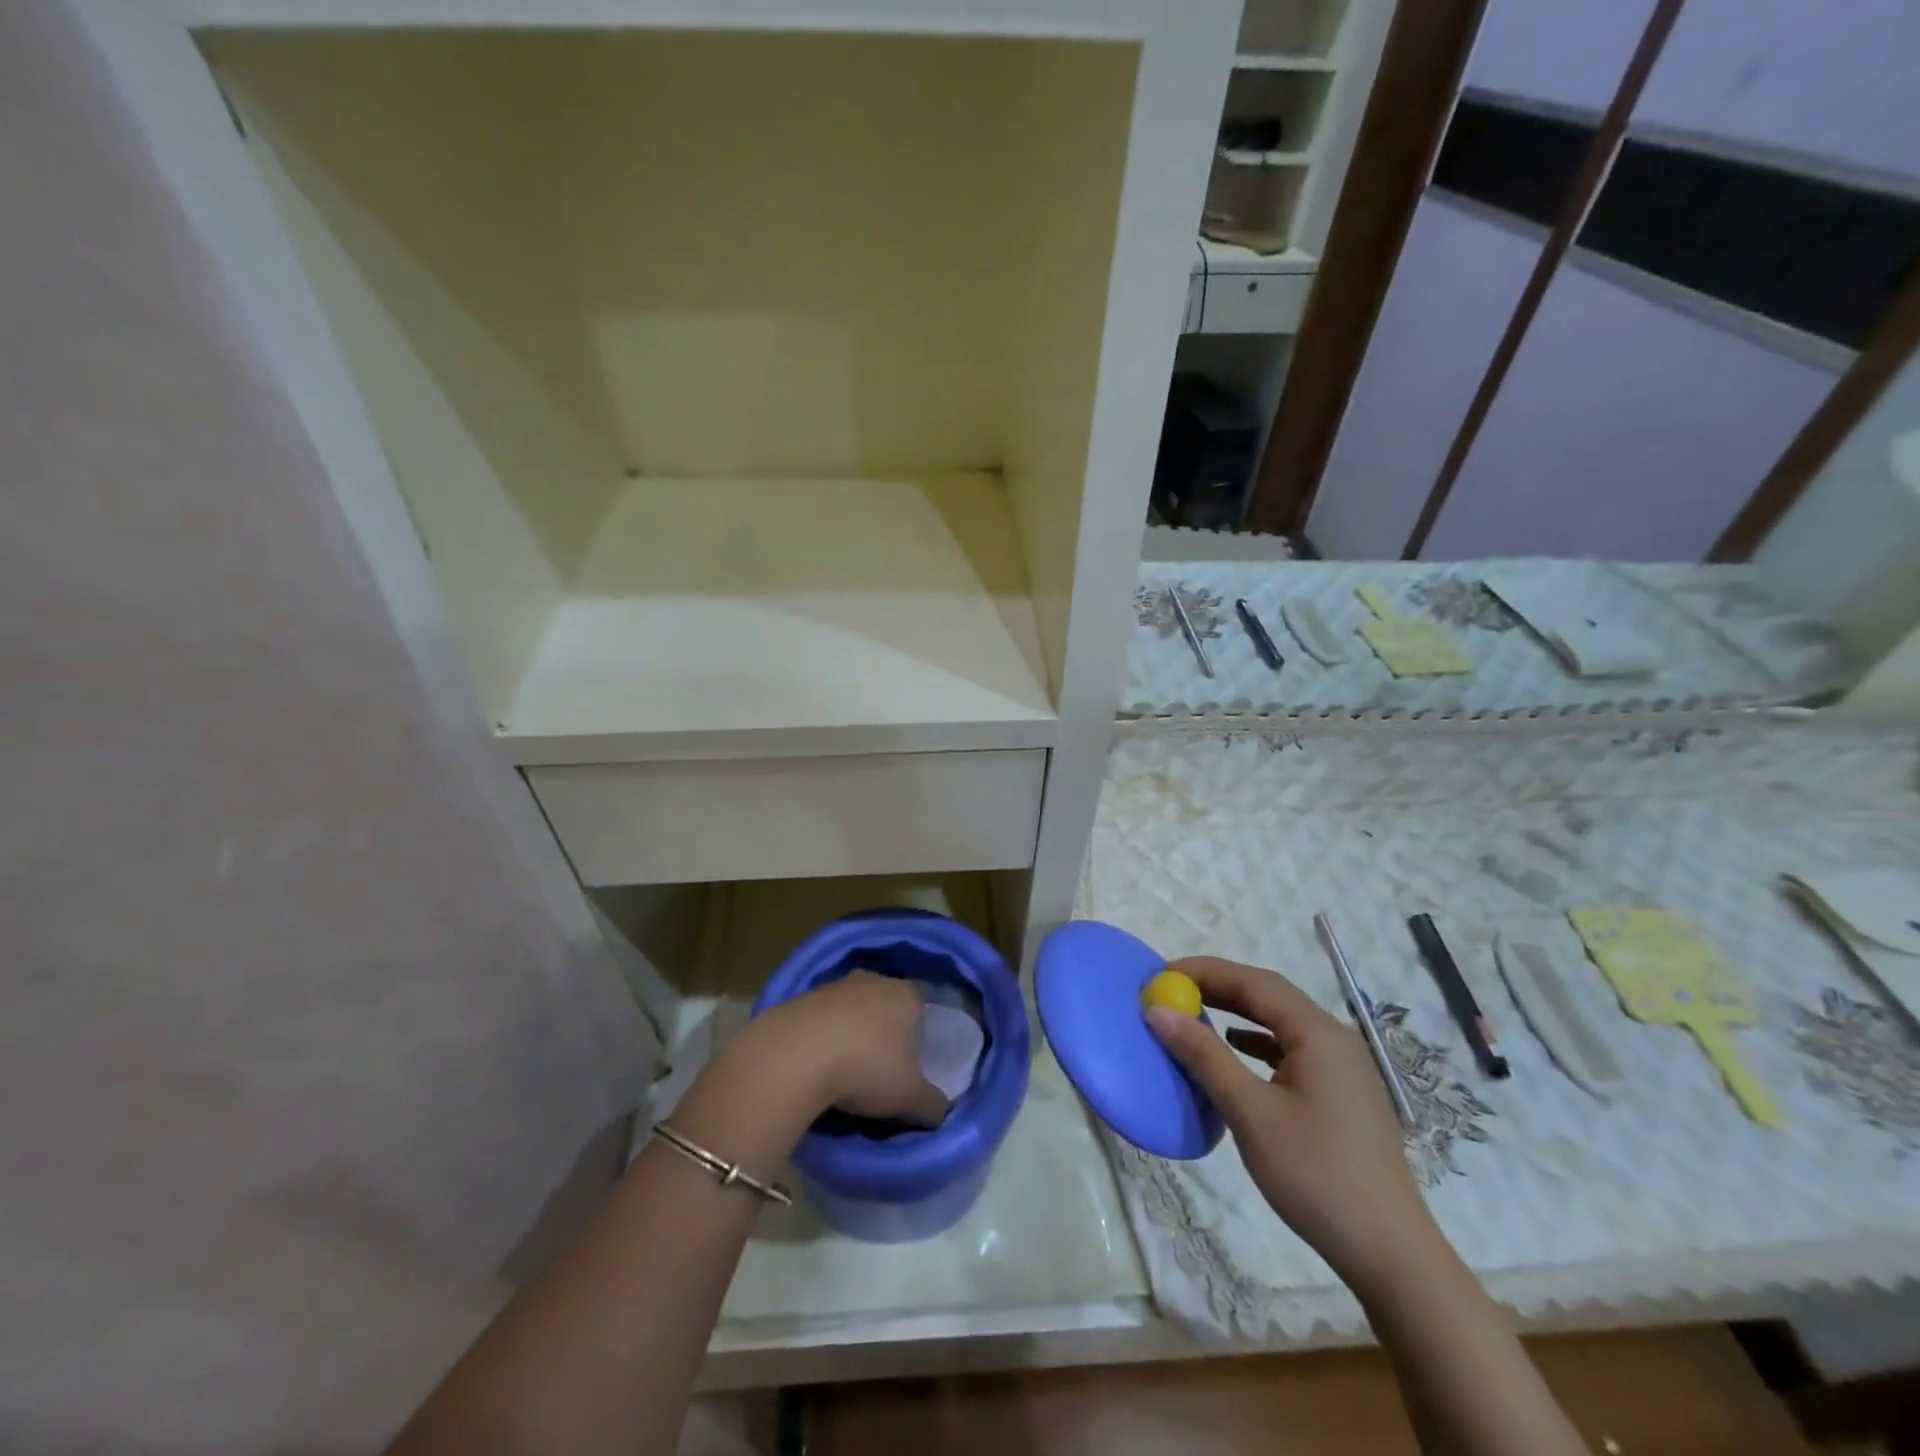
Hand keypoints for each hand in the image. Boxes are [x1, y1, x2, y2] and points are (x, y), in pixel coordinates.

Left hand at [747, 971, 949, 1127]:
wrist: (795, 1055)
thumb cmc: (867, 1068)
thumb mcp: (911, 1098)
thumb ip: (934, 1105)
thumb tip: (940, 1110)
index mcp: (908, 995)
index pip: (922, 1011)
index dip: (919, 1039)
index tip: (911, 1069)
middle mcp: (875, 980)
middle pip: (886, 1008)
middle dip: (884, 1035)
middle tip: (879, 1073)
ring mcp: (836, 985)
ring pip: (852, 1012)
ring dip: (850, 1036)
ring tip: (843, 1075)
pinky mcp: (801, 997)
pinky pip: (821, 1020)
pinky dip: (822, 1040)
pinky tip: (815, 1068)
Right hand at [1145, 956, 1442, 1292]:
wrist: (1389, 1254)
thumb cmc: (1315, 1175)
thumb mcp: (1250, 1112)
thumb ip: (1204, 1055)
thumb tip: (1159, 1011)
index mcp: (1318, 1033)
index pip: (1254, 982)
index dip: (1205, 971)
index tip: (1161, 974)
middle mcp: (1335, 1039)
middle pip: (1270, 996)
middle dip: (1219, 987)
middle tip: (1172, 990)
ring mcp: (1344, 1067)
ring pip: (1281, 1022)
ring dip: (1237, 1012)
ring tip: (1195, 1012)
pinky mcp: (1342, 1093)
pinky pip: (1292, 1048)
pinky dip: (1257, 1040)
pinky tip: (1236, 1050)